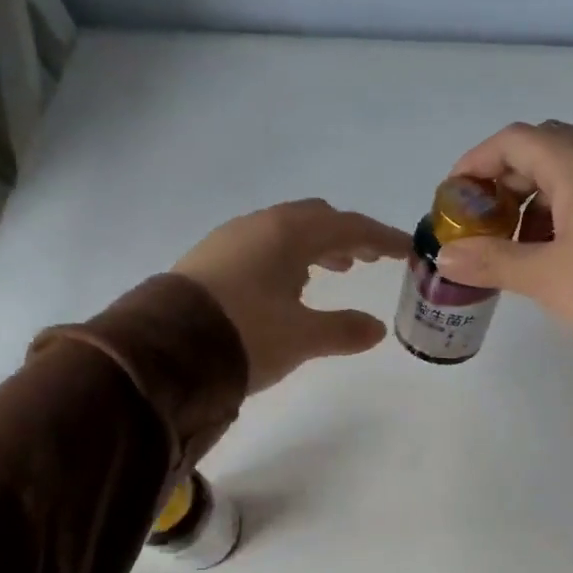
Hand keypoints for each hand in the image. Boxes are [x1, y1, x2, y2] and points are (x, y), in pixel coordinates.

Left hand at [174, 199, 410, 393]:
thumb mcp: (302, 338)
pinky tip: (287, 285)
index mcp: (288, 234)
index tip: (407, 250)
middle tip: (368, 259)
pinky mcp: (209, 260)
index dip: (382, 238)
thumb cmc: (246, 335)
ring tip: (334, 271)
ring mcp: (230, 240)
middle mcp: (259, 226)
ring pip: (286, 232)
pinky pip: (262, 247)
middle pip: (316, 220)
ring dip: (316, 247)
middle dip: (347, 237)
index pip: (349, 227)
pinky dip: (287, 258)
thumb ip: (344, 330)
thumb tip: (376, 329)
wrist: (165, 351)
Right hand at [434, 121, 572, 362]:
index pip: (515, 140)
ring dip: (542, 196)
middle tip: (487, 221)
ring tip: (525, 243)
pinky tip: (569, 249)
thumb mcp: (545, 278)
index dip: (476, 162)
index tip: (454, 195)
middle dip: (508, 180)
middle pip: (546, 148)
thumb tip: (447, 258)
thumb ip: (491, 261)